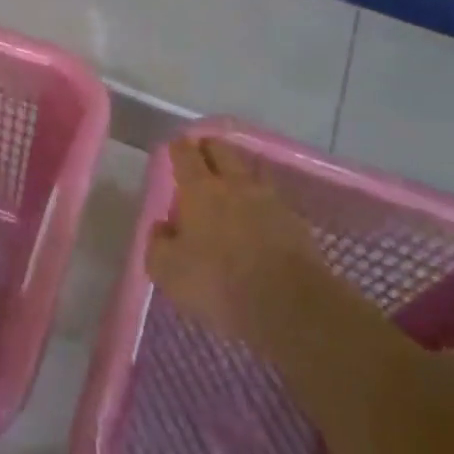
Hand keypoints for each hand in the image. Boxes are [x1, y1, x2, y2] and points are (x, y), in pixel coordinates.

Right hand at [146, 137, 324, 344]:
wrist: (289, 306)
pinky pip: (272, 199)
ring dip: (238, 171)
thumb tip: (163, 227)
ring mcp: (269, 201)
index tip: (175, 147)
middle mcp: (234, 185)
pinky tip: (257, 214)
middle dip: (209, 147)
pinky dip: (260, 201)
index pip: (185, 154)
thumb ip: (158, 243)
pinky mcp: (295, 222)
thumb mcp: (167, 270)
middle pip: (222, 151)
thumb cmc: (217, 283)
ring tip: (231, 181)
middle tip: (201, 152)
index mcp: (199, 189)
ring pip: (250, 171)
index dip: (178, 148)